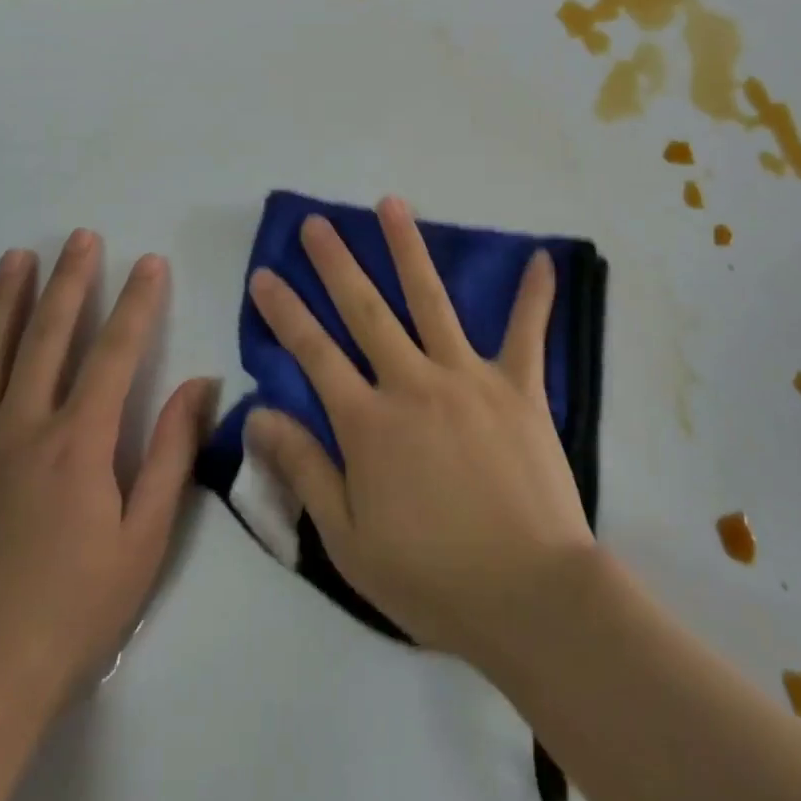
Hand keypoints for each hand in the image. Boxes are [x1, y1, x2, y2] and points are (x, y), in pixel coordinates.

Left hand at [0, 232, 217, 758]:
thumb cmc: (73, 612)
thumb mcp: (145, 541)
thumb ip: (170, 455)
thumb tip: (199, 385)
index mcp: (79, 443)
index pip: (116, 352)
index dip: (137, 302)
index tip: (149, 261)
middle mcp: (21, 429)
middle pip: (49, 337)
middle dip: (71, 281)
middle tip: (82, 237)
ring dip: (6, 301)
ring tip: (19, 257)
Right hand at [243, 197, 593, 663]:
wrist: (529, 596)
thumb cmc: (433, 578)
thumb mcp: (349, 541)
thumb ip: (305, 470)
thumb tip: (257, 415)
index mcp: (369, 422)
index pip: (314, 353)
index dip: (285, 312)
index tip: (265, 274)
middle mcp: (413, 382)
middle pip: (366, 310)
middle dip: (336, 263)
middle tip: (318, 224)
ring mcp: (469, 377)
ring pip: (431, 300)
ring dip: (408, 249)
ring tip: (391, 205)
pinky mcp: (519, 386)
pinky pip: (528, 332)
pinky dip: (535, 295)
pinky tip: (542, 258)